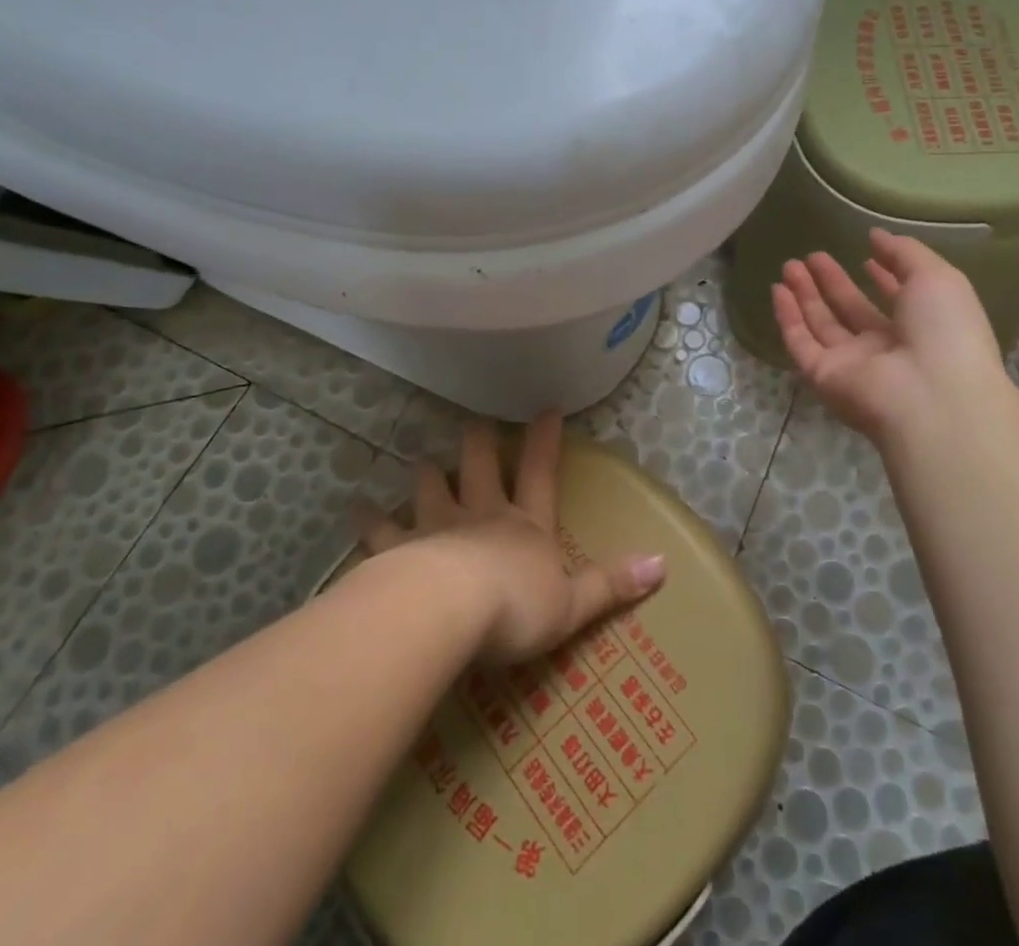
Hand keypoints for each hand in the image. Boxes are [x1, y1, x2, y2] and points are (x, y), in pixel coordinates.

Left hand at [352, 411, 665, 663]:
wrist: (449, 611)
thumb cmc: (516, 607)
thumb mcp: (573, 604)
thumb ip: (612, 584)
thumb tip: (664, 563)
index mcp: (525, 526)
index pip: (541, 473)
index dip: (545, 441)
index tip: (546, 407)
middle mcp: (481, 515)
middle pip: (479, 467)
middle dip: (478, 443)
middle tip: (473, 423)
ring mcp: (437, 528)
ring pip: (429, 487)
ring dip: (425, 473)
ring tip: (418, 460)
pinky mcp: (399, 550)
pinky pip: (380, 530)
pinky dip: (368, 519)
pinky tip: (354, 508)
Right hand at [772, 229, 1007, 441]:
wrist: (931, 395)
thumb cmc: (945, 331)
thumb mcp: (936, 277)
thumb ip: (904, 252)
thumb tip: (876, 235)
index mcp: (921, 327)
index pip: (896, 300)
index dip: (881, 278)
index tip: (865, 255)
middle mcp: (885, 347)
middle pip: (851, 311)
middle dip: (832, 282)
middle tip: (812, 255)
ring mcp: (852, 364)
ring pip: (822, 324)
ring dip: (805, 294)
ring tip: (790, 265)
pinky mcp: (823, 375)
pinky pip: (801, 343)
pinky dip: (788, 317)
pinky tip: (778, 290)